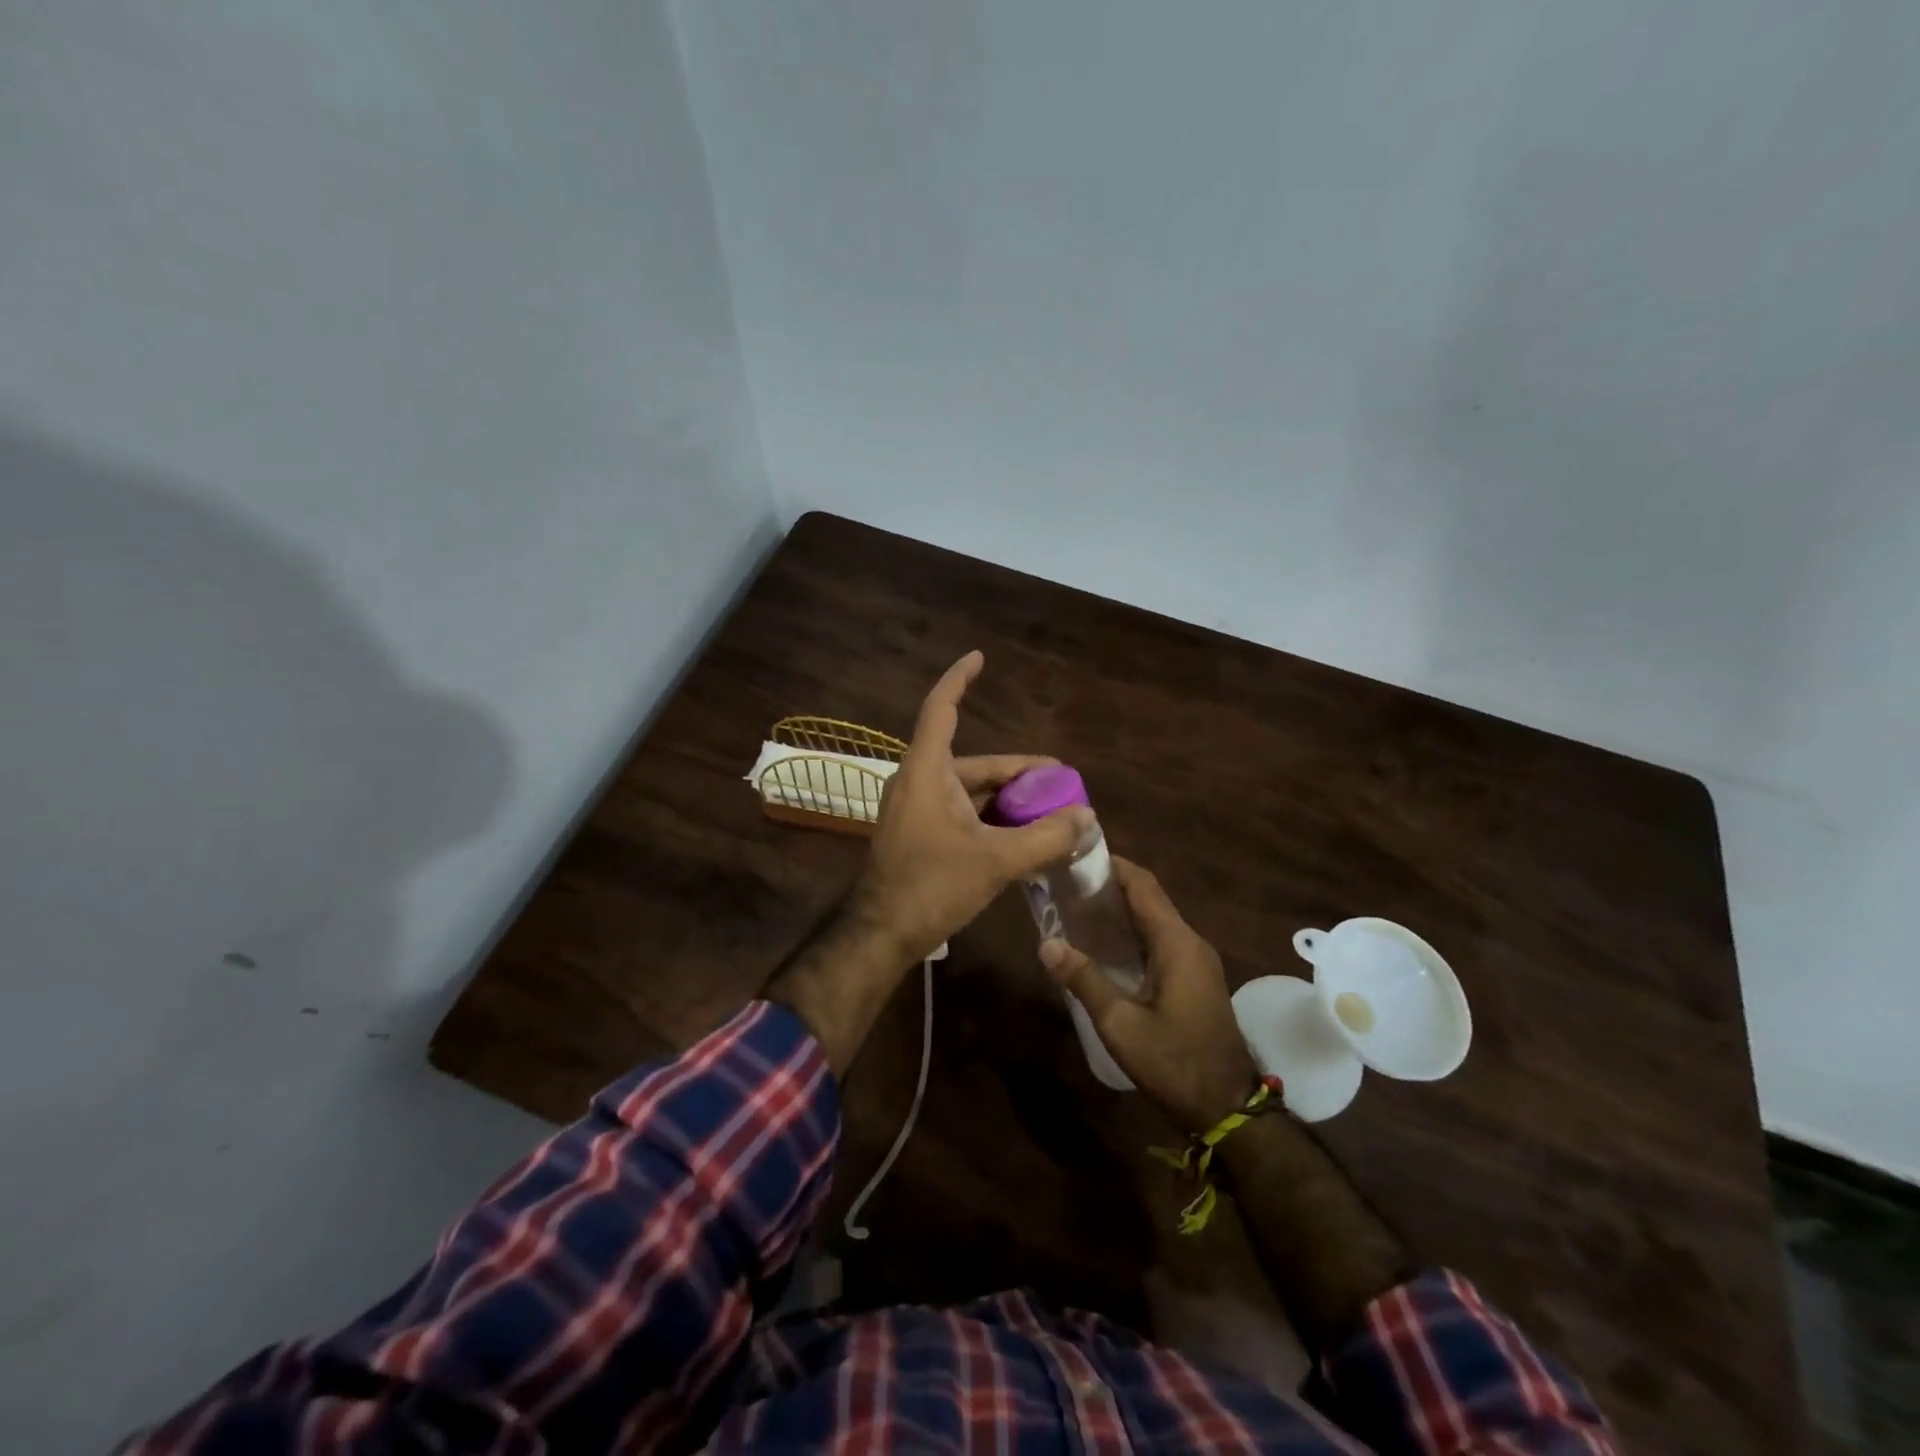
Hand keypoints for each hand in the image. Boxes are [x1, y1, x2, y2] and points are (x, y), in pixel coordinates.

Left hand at [853, 650, 1092, 966]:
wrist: (881, 934)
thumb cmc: (931, 886)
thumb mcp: (996, 861)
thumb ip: (1045, 838)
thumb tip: (1086, 818)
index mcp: (928, 771)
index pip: (942, 709)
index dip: (960, 679)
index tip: (979, 657)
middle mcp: (919, 782)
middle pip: (974, 761)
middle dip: (1018, 771)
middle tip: (1060, 781)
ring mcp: (917, 810)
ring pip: (971, 792)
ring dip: (1008, 799)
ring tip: (1050, 811)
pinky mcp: (919, 835)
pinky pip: (962, 813)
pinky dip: (991, 819)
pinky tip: (1021, 836)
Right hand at [1039, 857, 1259, 1132]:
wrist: (1227, 1108)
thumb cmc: (1174, 1063)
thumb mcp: (1120, 1024)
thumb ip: (1085, 980)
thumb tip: (1046, 943)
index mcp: (1177, 943)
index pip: (1143, 886)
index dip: (1112, 866)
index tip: (1076, 858)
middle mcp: (1191, 942)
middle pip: (1150, 897)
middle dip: (1111, 885)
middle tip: (1067, 884)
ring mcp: (1197, 960)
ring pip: (1156, 918)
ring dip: (1122, 909)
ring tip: (1077, 908)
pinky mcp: (1196, 977)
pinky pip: (1162, 939)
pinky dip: (1134, 931)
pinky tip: (1105, 945)